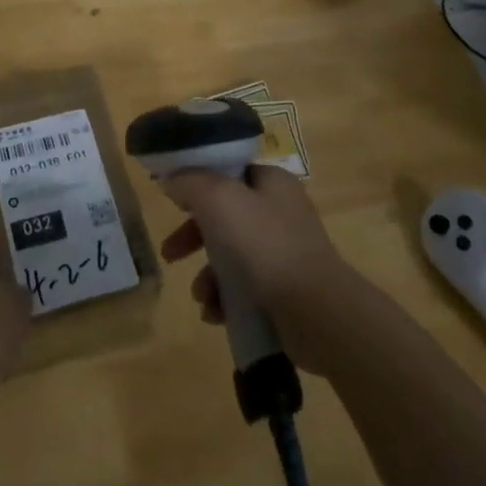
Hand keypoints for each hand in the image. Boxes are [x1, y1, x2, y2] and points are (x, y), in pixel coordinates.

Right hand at [158, 166, 350, 368]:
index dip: (197, 182)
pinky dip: (225, 299)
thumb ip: (190, 182)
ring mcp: (285, 252)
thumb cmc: (265, 245)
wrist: (315, 313)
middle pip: (224, 215)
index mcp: (272, 181)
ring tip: (201, 297)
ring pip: (231, 256)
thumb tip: (171, 179)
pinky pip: (244, 288)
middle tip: (170, 254)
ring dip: (208, 276)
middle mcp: (280, 212)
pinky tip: (216, 314)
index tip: (172, 201)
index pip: (228, 171)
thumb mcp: (219, 200)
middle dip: (193, 236)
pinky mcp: (285, 290)